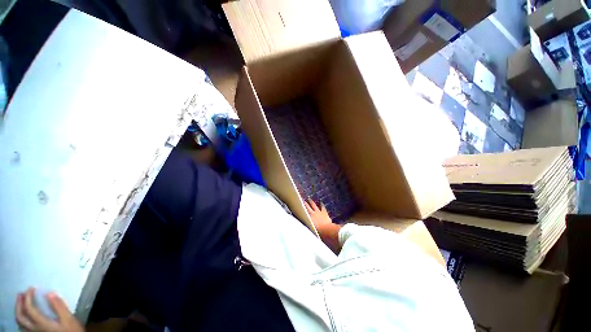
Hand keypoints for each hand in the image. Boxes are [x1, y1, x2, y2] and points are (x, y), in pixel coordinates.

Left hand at [15, 288, 83, 331]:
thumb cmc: (72, 331)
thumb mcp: (69, 320)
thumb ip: (59, 307)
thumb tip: (49, 293)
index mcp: (41, 324)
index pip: (29, 308)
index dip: (29, 297)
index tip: (32, 288)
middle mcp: (34, 329)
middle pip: (21, 317)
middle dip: (19, 304)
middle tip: (22, 293)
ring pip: (20, 324)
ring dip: (19, 311)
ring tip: (22, 303)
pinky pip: (24, 328)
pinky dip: (22, 320)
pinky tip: (26, 317)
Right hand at [304, 199, 341, 251]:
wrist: (326, 230)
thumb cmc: (318, 232)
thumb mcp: (310, 230)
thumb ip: (307, 227)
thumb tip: (302, 228)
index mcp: (308, 218)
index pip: (303, 212)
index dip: (301, 209)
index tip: (298, 205)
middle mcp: (312, 213)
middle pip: (308, 207)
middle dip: (305, 203)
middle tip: (303, 200)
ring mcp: (318, 212)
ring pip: (314, 205)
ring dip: (311, 202)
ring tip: (309, 199)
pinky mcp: (324, 212)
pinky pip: (322, 207)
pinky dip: (321, 205)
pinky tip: (321, 202)